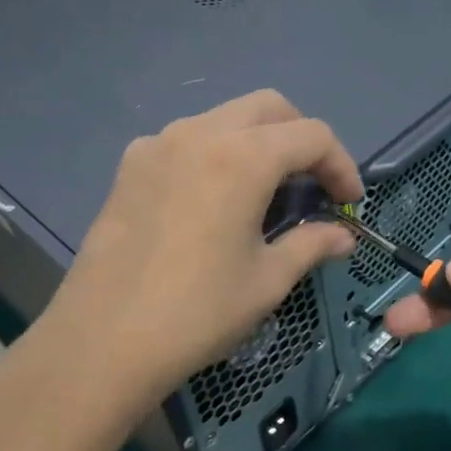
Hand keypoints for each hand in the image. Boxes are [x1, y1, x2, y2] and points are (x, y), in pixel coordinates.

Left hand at [29, 90, 360, 425]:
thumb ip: (312, 245)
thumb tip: (343, 236)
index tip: (349, 204)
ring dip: (258, 140)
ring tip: (265, 191)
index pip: (312, 135)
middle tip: (312, 184)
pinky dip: (215, 152)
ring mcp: (159, 143)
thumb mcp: (267, 280)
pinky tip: (212, 198)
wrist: (101, 342)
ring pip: (226, 117)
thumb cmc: (197, 312)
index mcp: (243, 157)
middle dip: (302, 137)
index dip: (342, 165)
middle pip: (270, 107)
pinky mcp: (131, 164)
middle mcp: (201, 133)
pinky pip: (187, 138)